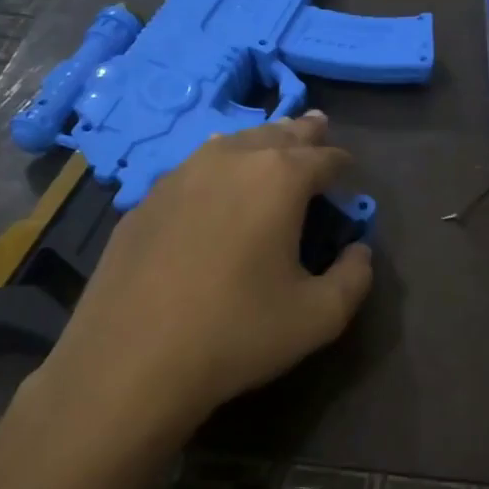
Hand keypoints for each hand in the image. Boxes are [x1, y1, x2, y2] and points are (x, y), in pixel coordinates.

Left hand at [29, 113, 373, 441]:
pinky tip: (216, 180)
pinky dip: (218, 165)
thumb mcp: (320, 317)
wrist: (129, 362)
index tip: (350, 172)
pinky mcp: (146, 201)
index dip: (343, 163)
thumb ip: (354, 277)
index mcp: (280, 179)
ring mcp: (181, 176)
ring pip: (232, 142)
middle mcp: (231, 160)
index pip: (324, 157)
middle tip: (318, 126)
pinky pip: (194, 168)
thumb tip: (359, 251)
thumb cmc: (237, 333)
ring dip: (260, 142)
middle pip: (278, 134)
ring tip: (273, 143)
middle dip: (303, 132)